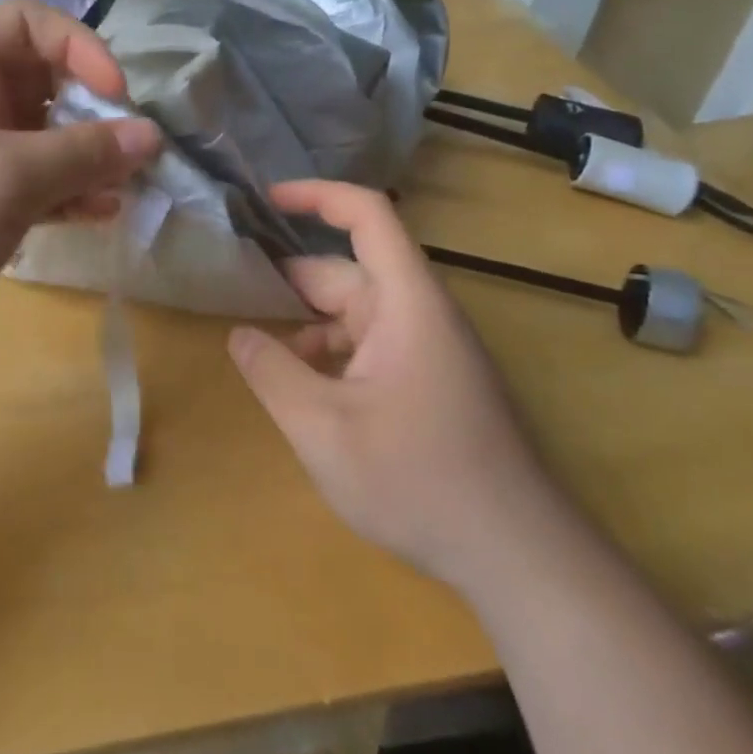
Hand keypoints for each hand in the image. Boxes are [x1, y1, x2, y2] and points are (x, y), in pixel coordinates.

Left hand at [0, 0, 160, 375]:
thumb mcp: (2, 178)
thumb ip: (83, 154)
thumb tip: (151, 135)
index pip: (27, 24)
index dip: (79, 47)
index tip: (117, 95)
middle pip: (41, 82)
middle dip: (91, 112)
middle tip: (131, 150)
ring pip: (41, 140)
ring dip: (86, 160)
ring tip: (126, 188)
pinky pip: (30, 186)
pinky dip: (65, 195)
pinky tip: (101, 214)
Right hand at [228, 181, 553, 587]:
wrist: (519, 558)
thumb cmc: (418, 480)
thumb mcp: (322, 428)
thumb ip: (271, 373)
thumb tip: (238, 333)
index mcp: (406, 300)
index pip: (366, 214)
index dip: (316, 195)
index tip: (265, 199)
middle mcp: (420, 312)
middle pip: (348, 272)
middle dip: (291, 283)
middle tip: (234, 297)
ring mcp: (429, 348)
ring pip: (355, 314)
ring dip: (309, 327)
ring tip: (263, 357)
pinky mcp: (431, 381)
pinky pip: (371, 346)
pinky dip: (333, 355)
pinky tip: (307, 393)